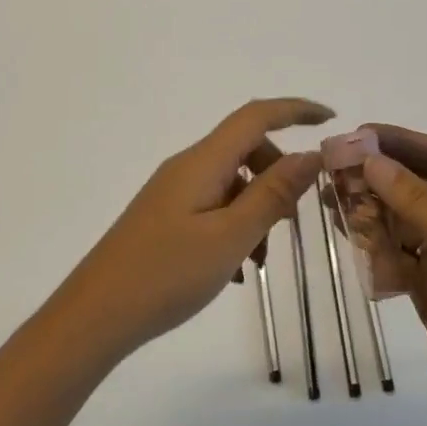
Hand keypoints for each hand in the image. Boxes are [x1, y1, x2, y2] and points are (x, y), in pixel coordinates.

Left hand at [57, 99, 332, 361]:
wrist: (96, 315)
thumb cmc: (166, 274)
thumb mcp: (230, 237)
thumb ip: (272, 194)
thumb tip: (309, 155)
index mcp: (203, 162)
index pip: (256, 116)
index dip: (295, 110)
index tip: (330, 119)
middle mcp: (187, 168)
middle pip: (245, 149)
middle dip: (278, 176)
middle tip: (293, 221)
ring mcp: (174, 193)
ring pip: (232, 183)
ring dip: (257, 210)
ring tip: (258, 260)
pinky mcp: (166, 217)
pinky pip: (214, 207)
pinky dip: (235, 227)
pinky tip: (235, 271)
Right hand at [361, 126, 426, 425]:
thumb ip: (421, 202)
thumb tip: (371, 161)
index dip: (400, 142)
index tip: (356, 134)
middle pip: (415, 186)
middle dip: (377, 177)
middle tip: (332, 169)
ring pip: (399, 220)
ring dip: (369, 210)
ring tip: (331, 202)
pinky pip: (393, 255)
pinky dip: (373, 247)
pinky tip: (350, 240)